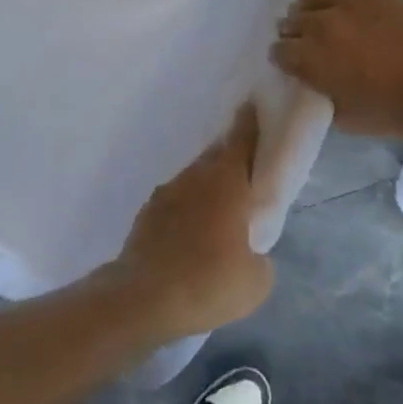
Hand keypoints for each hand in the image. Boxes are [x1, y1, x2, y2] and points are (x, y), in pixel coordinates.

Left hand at [108, 104, 275, 341]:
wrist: (143, 299)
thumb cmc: (209, 282)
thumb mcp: (256, 280)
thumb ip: (259, 255)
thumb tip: (251, 252)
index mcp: (227, 182)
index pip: (242, 139)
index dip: (249, 122)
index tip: (253, 104)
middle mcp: (196, 177)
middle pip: (216, 156)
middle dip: (230, 156)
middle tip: (244, 167)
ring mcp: (167, 193)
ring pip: (194, 179)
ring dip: (207, 186)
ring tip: (218, 210)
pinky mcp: (146, 214)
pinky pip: (175, 202)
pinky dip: (186, 209)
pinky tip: (189, 234)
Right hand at [272, 0, 402, 140]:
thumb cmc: (395, 112)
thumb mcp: (346, 118)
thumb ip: (323, 94)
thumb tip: (318, 81)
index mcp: (310, 59)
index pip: (279, 51)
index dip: (283, 58)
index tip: (292, 64)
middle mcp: (320, 25)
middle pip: (291, 21)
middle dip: (294, 33)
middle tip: (305, 44)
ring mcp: (346, 2)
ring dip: (306, 8)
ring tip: (315, 17)